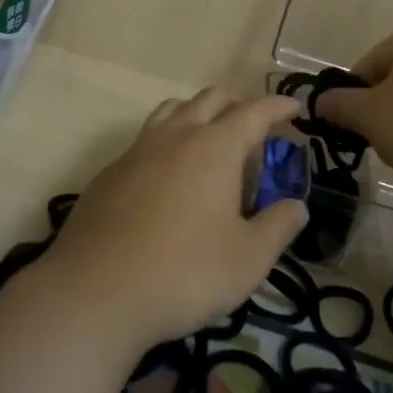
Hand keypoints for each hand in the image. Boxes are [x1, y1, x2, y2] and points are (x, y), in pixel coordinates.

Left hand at [35, 89, 308, 354]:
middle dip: (238, 105)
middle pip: (210, 100)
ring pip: (173, 110)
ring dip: (198, 114)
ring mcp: (138, 150)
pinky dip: (168, 141)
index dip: (277, 107)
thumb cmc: (184, 273)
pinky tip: (168, 177)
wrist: (95, 292)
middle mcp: (176, 136)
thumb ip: (278, 227)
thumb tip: (297, 206)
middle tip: (255, 128)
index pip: (253, 112)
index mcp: (214, 147)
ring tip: (211, 140)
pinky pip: (146, 139)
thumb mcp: (248, 260)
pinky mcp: (110, 172)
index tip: (294, 108)